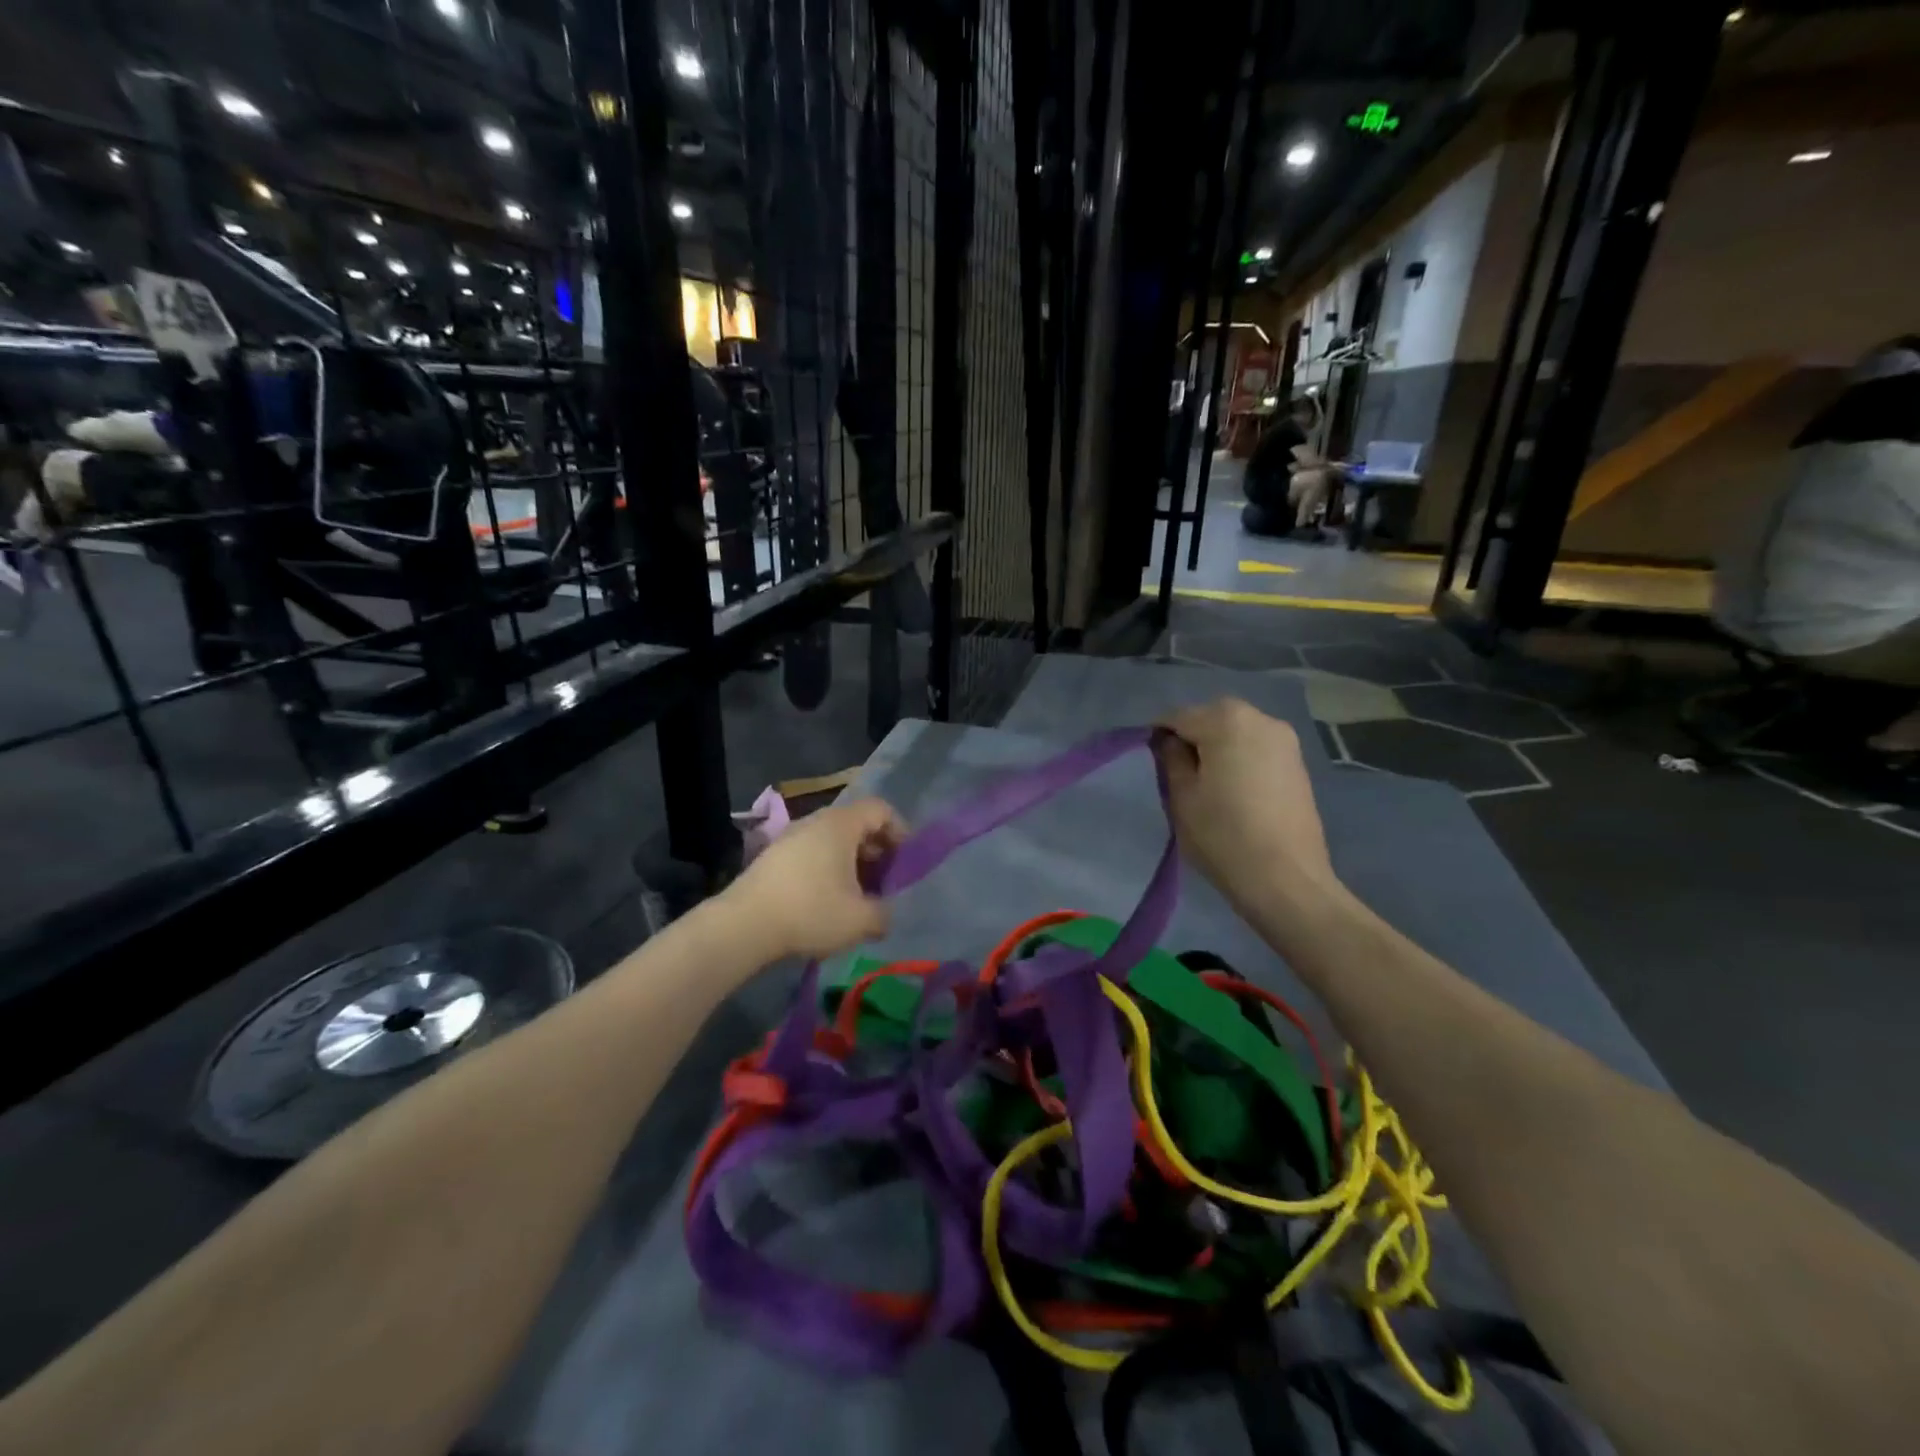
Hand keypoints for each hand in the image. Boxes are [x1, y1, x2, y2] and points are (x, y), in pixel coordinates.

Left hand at [726, 798, 906, 960]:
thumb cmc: (810, 912)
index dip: (900, 831)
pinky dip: (828, 870)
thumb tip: (886, 914)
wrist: (742, 926)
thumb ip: (885, 914)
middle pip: (857, 824)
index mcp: (841, 824)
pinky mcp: (774, 857)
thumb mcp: (861, 919)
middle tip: (884, 883)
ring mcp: (791, 837)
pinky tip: (825, 903)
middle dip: (877, 852)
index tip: (904, 863)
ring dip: (851, 864)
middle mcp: (816, 821)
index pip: (881, 809)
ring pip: (833, 841)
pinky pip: (812, 853)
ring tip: (856, 898)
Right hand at [1154, 698, 1337, 920]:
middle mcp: (1260, 718)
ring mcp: (1285, 740)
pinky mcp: (1298, 763)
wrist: (1286, 879)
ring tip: (1205, 781)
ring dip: (1217, 746)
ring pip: (1237, 731)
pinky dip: (1240, 757)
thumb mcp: (1182, 796)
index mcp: (1226, 721)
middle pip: (1212, 717)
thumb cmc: (1223, 835)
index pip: (1178, 716)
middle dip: (1192, 736)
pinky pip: (1257, 748)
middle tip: (1177, 771)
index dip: (1159, 736)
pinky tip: (1233, 788)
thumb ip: (1172, 759)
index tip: (1151, 761)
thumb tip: (1170, 742)